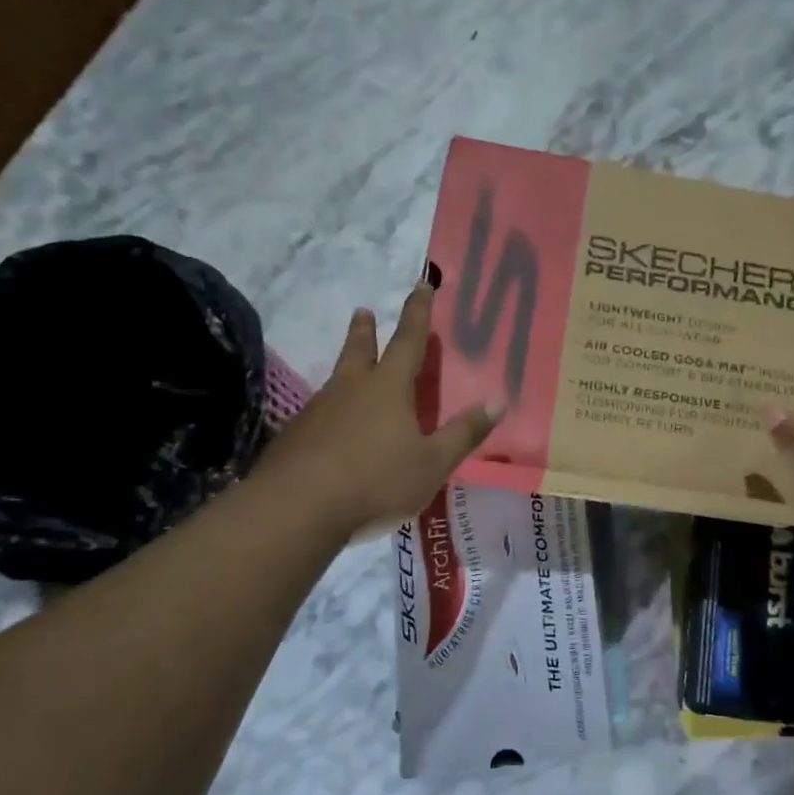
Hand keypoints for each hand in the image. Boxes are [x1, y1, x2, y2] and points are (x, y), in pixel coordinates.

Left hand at [256, 282, 499, 538]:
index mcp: (388, 388)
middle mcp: (350, 389)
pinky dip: (331, 411)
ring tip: (352, 371)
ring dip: (347, 367)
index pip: (408, 340)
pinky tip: (331, 430)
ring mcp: (317, 411)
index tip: (422, 285)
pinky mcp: (295, 437)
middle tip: (363, 311)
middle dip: (365, 330)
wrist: (296, 509)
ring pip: (337, 380)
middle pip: (359, 349)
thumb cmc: (375, 481)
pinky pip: (320, 414)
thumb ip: (464, 433)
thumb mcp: (432, 463)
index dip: (418, 312)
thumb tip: (498, 402)